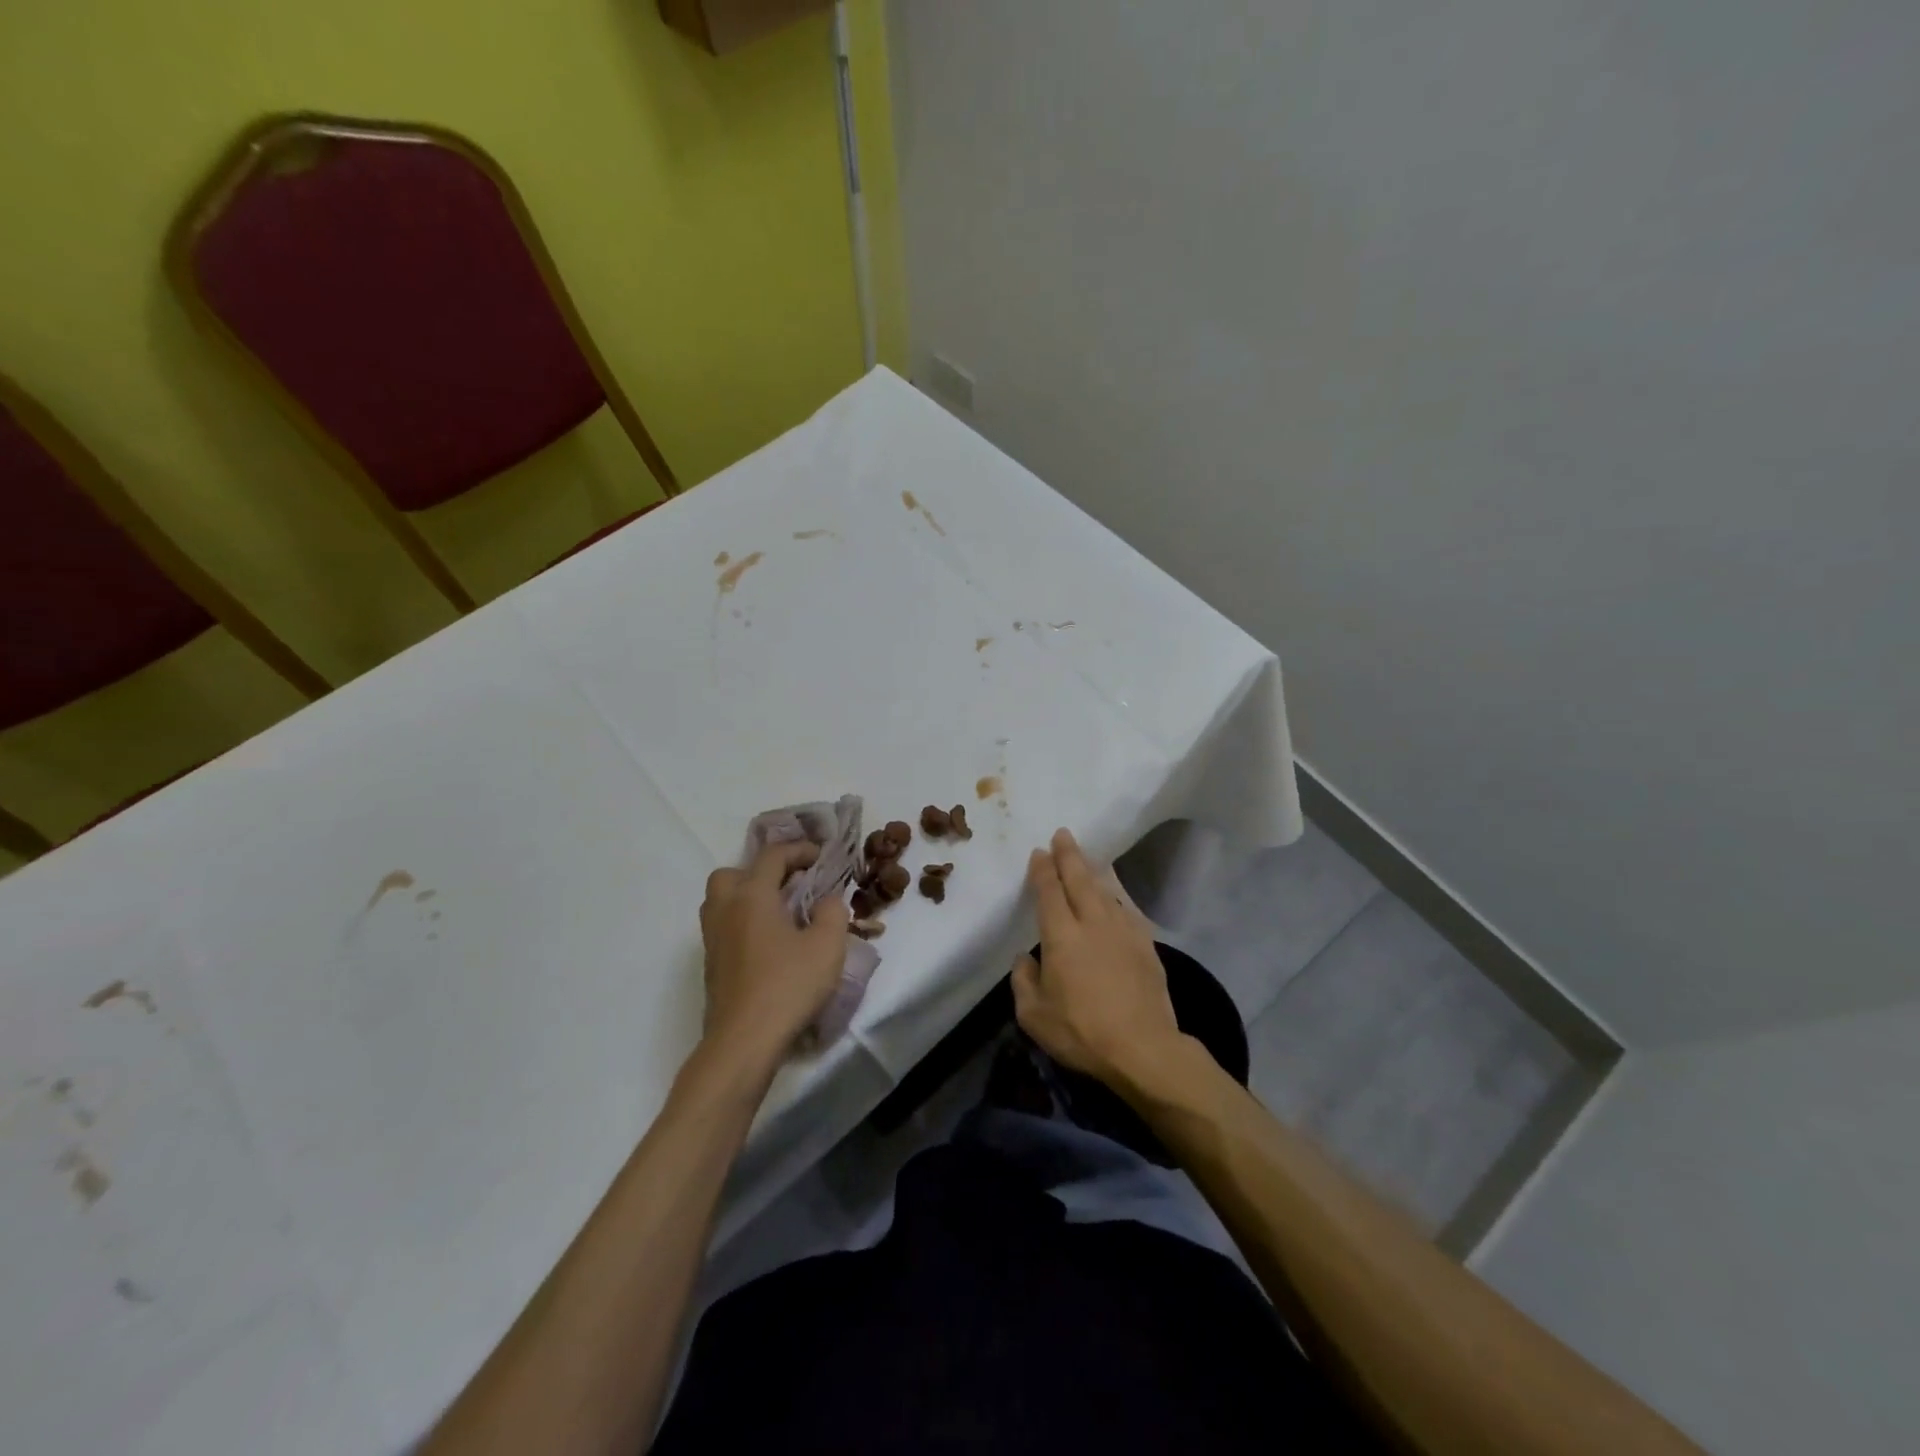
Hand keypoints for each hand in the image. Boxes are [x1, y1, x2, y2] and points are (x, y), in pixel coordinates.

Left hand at [698, 842, 850, 1069]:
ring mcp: (713, 939)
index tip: (821, 856)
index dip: (798, 850)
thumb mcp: (828, 945)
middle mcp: (725, 909)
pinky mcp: (711, 966)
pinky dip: (743, 923)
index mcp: (752, 895)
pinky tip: (769, 943)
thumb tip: (827, 900)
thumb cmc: (788, 986)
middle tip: (789, 885)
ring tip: (779, 913)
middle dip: (760, 872)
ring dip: (748, 897)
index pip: (772, 856)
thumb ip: (832, 912)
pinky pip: (724, 927)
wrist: (743, 1042)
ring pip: (722, 901)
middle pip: (733, 873)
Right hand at [1012, 828, 1184, 1088]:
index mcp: (1061, 935)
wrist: (1143, 1049)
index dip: (1043, 870)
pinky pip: (1126, 910)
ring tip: (1087, 859)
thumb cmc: (1082, 1032)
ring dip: (1094, 871)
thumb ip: (1024, 981)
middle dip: (1069, 855)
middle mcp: (1092, 923)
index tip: (1039, 852)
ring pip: (1106, 890)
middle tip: (1063, 835)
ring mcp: (1123, 931)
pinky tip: (1114, 897)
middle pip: (1079, 879)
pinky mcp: (1146, 945)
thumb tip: (1026, 958)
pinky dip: (1117, 897)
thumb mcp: (1034, 1016)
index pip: (1049, 891)